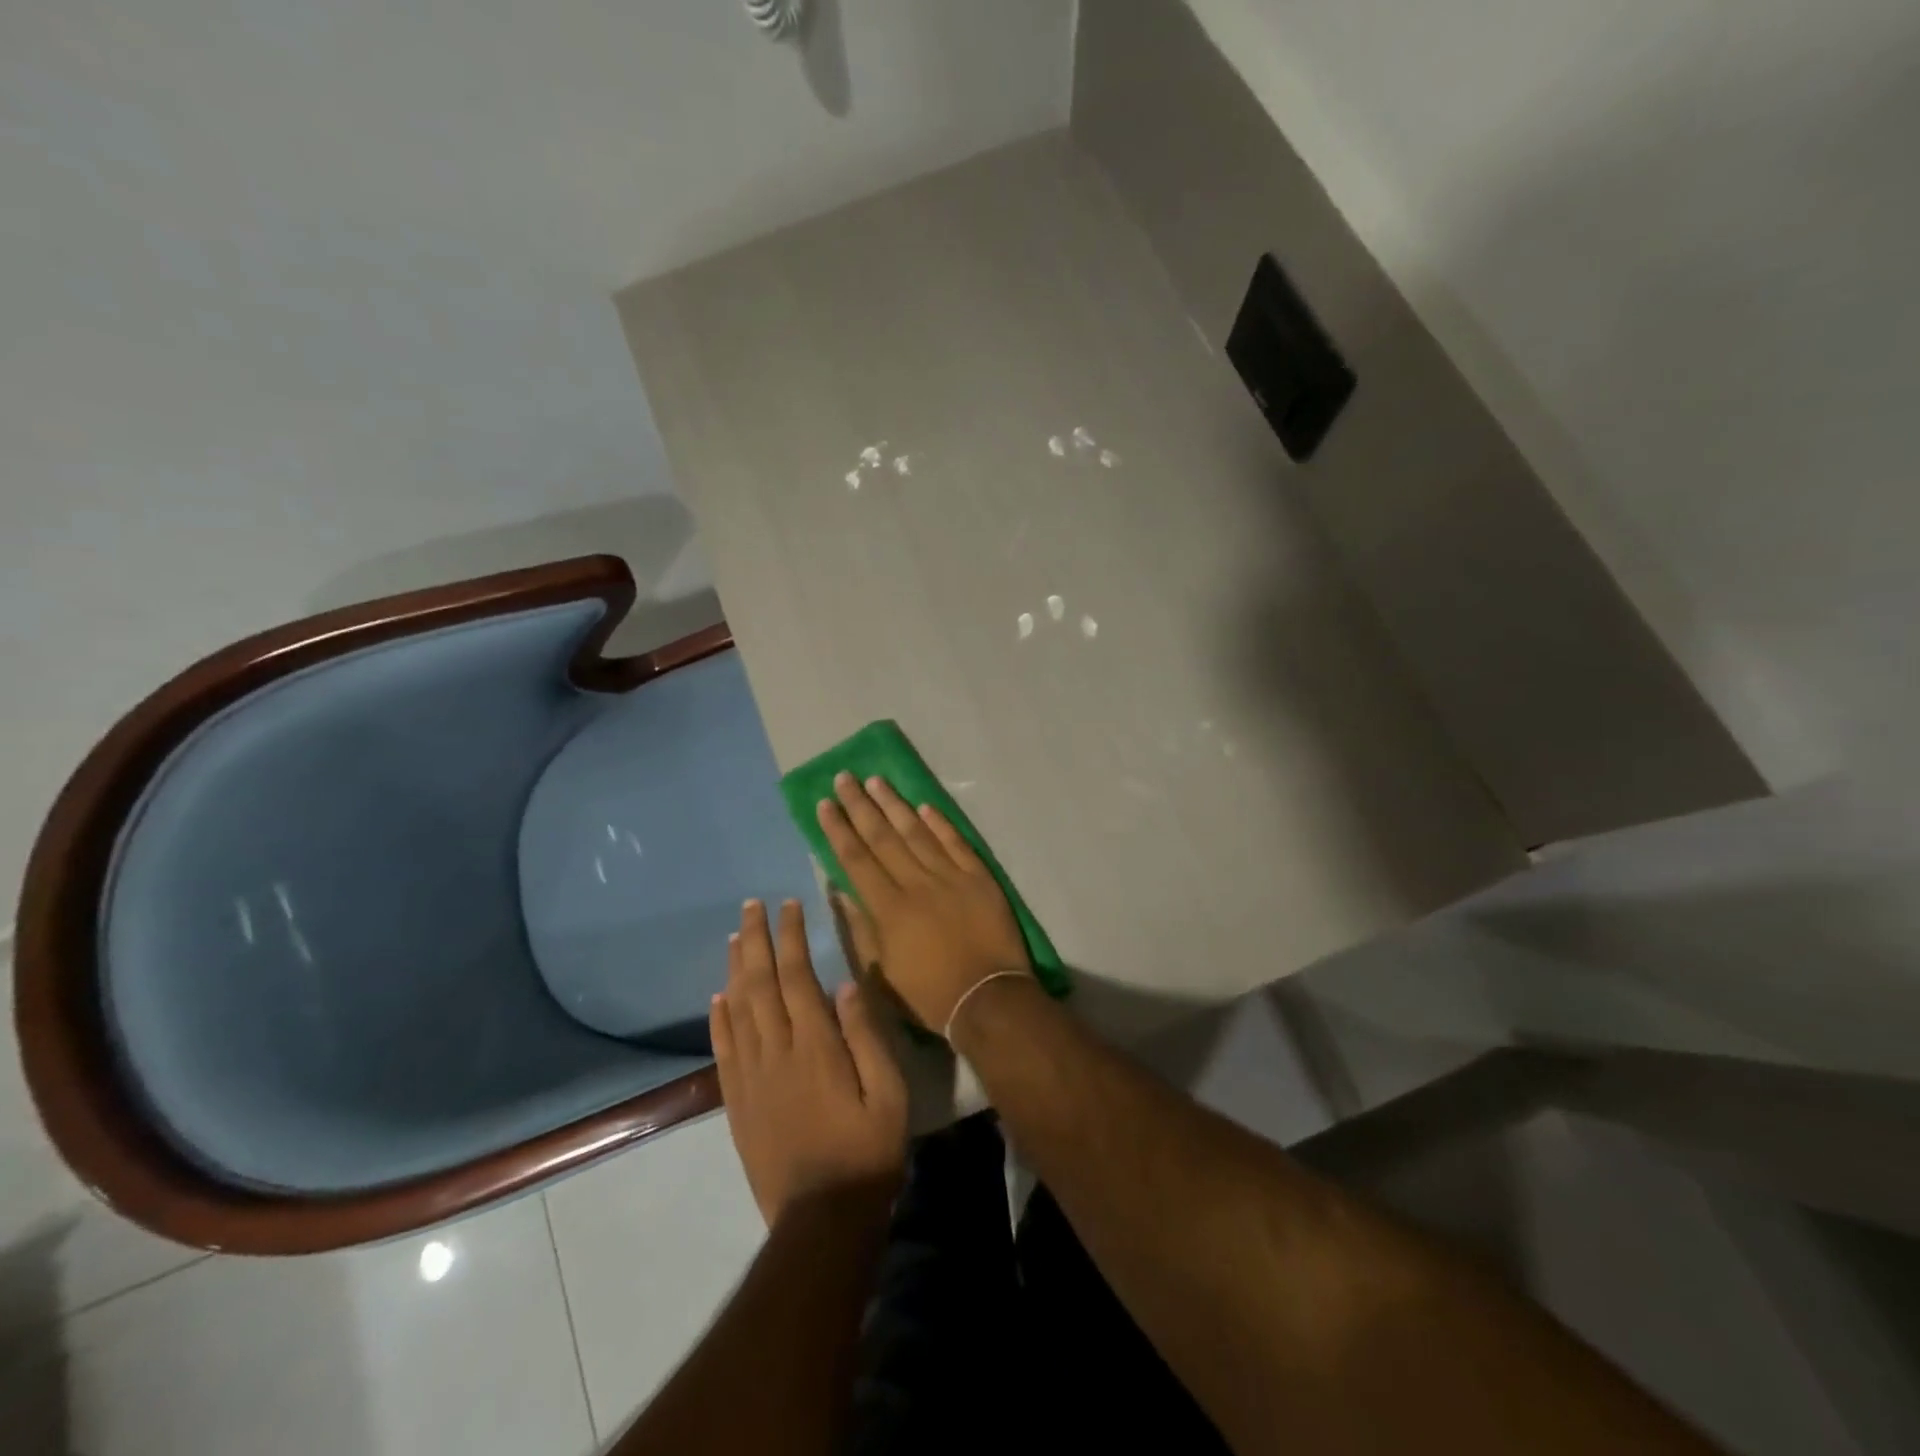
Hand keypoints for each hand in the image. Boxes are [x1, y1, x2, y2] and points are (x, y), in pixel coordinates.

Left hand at [711, 899, 907, 1227]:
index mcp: (816, 1046)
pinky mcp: (738, 1103)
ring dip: (735, 969)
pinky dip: (718, 1018)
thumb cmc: (867, 1152)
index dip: (791, 937)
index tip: (790, 905)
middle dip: (756, 939)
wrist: (820, 1221)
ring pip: (737, 1010)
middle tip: (751, 905)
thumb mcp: (889, 1094)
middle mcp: (776, 1052)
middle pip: (759, 983)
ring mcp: (751, 1078)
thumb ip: (867, 1036)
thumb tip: (846, 984)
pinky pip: (723, 1050)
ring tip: (736, 936)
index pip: (797, 975)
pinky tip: (718, 998)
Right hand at [816, 773, 1034, 1035]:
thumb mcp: (880, 975)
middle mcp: (916, 883)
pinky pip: (956, 843)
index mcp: (888, 908)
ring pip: (917, 832)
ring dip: (895, 805)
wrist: (988, 1000)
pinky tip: (924, 806)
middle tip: (845, 778)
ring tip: (877, 780)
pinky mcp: (979, 878)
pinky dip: (940, 823)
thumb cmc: (928, 995)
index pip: (856, 859)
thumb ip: (860, 929)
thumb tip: (840, 891)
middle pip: (882, 837)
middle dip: (860, 805)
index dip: (838, 829)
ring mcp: (950, 877)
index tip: (824, 803)